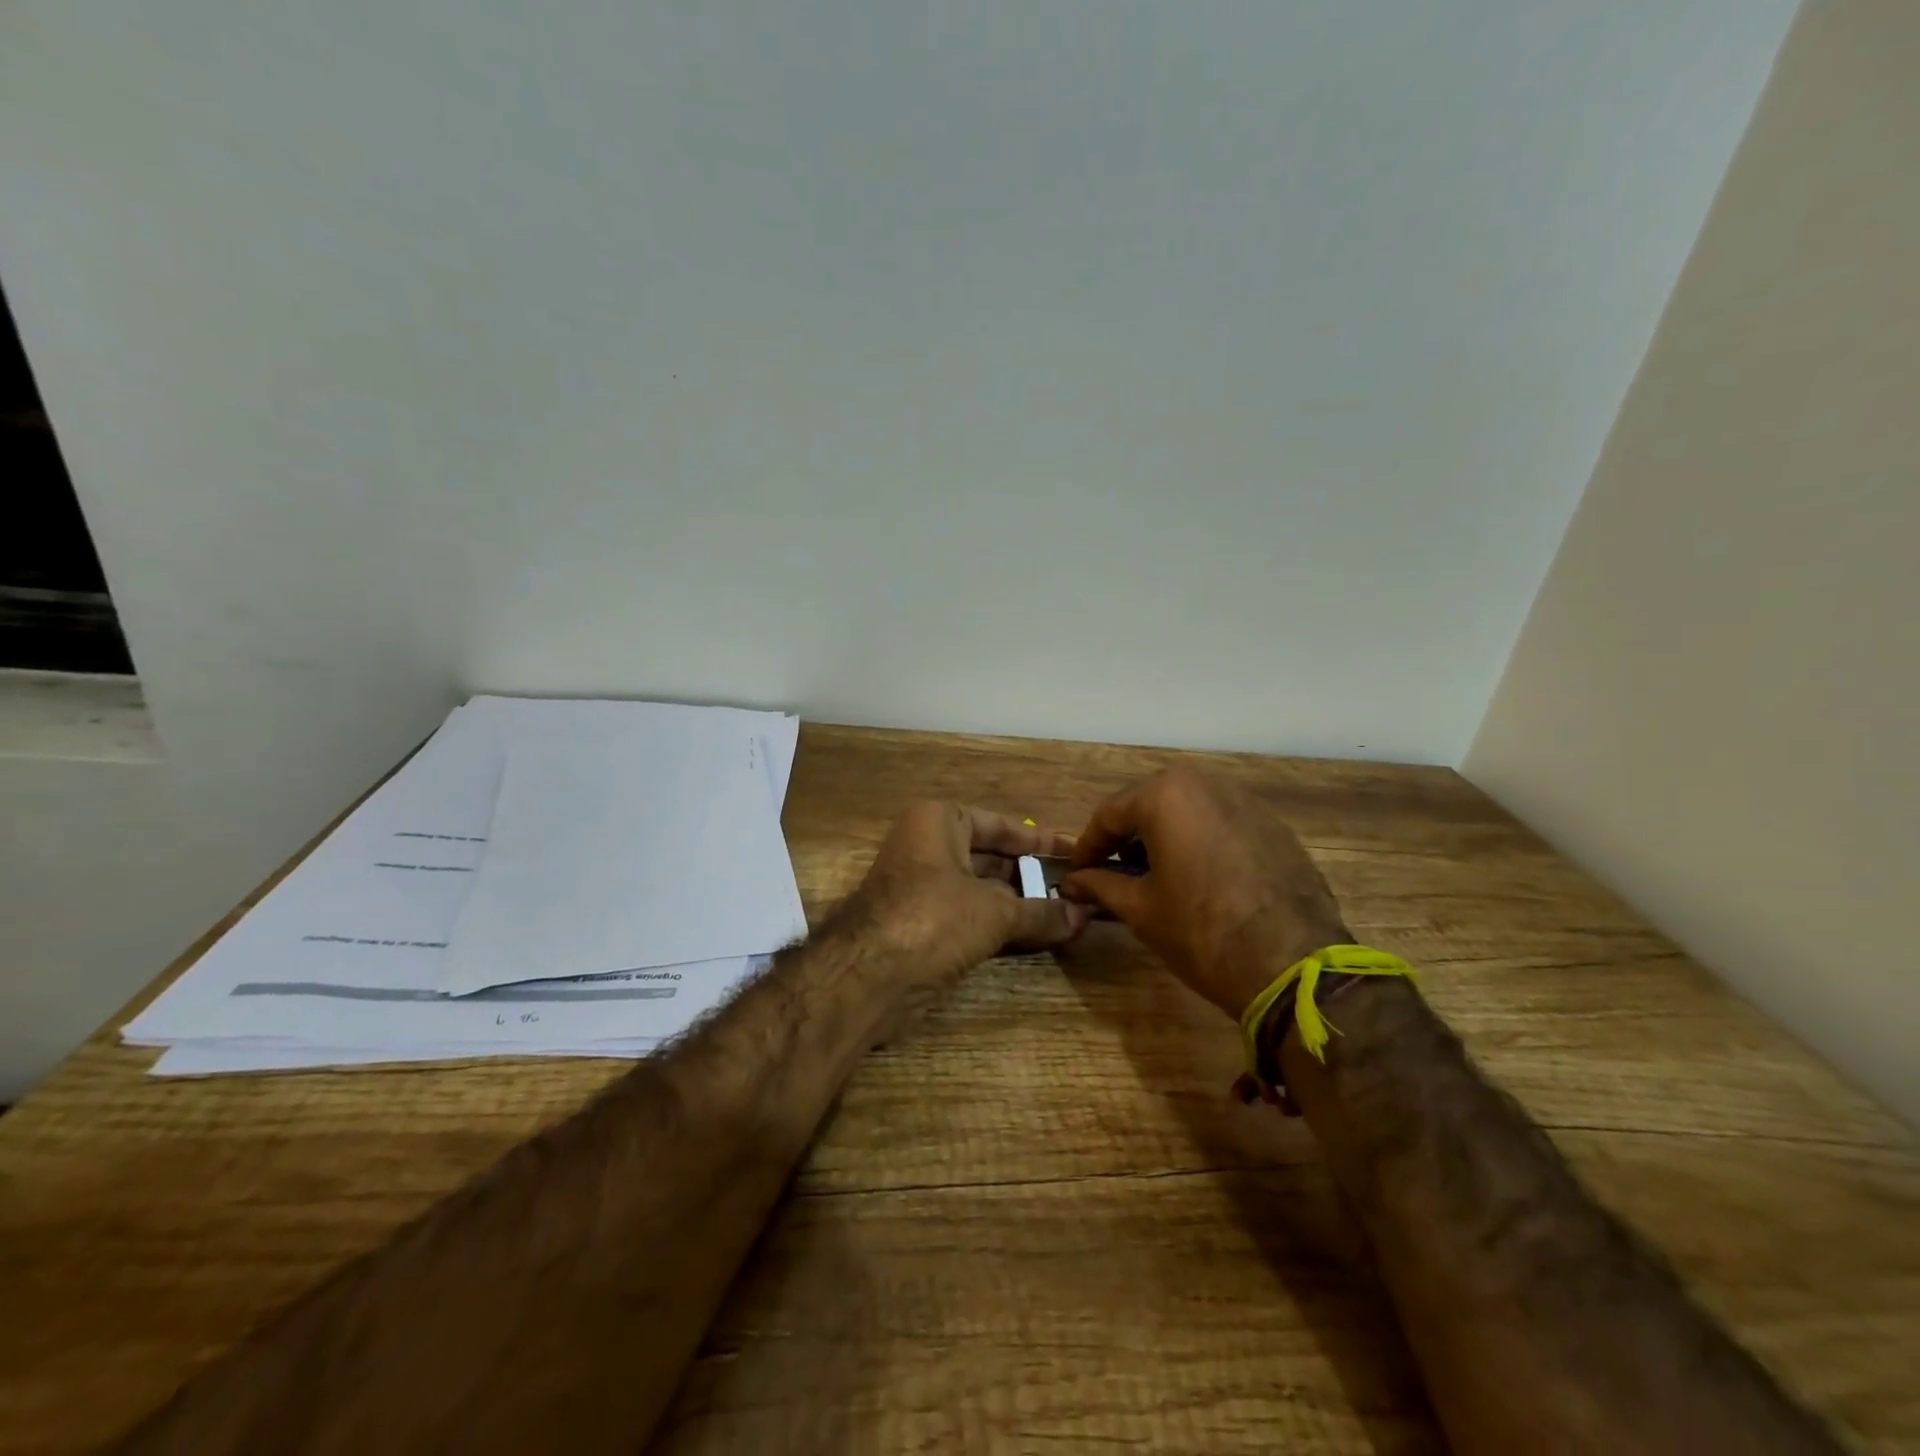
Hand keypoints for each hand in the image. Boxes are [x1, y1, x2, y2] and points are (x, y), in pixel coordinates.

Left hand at [848, 802, 1090, 987]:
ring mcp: (921, 886)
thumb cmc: (933, 918)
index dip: (1040, 841)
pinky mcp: (920, 924)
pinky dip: (999, 924)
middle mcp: (927, 846)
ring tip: (1067, 915)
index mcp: (939, 822)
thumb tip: (1084, 915)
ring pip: (981, 890)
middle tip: (1077, 889)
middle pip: (991, 857)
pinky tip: (1035, 936)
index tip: (1076, 852)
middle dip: (1032, 876)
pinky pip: (969, 916)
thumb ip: (1041, 912)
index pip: (1000, 825)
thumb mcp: (995, 912)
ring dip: (1019, 904)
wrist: (868, 976)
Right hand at [1063, 769, 1349, 1018]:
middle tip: (1113, 872)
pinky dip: (1201, 843)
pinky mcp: (1275, 826)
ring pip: (1189, 811)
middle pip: (1150, 804)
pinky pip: (1222, 824)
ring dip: (1165, 837)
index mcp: (1166, 795)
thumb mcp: (1141, 909)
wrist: (1293, 964)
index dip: (1088, 846)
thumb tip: (1071, 883)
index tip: (1077, 873)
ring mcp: (1247, 801)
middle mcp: (1206, 784)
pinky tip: (1199, 878)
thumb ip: (1101, 885)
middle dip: (1127, 838)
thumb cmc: (1201, 931)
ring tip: (1155, 876)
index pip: (1109, 814)